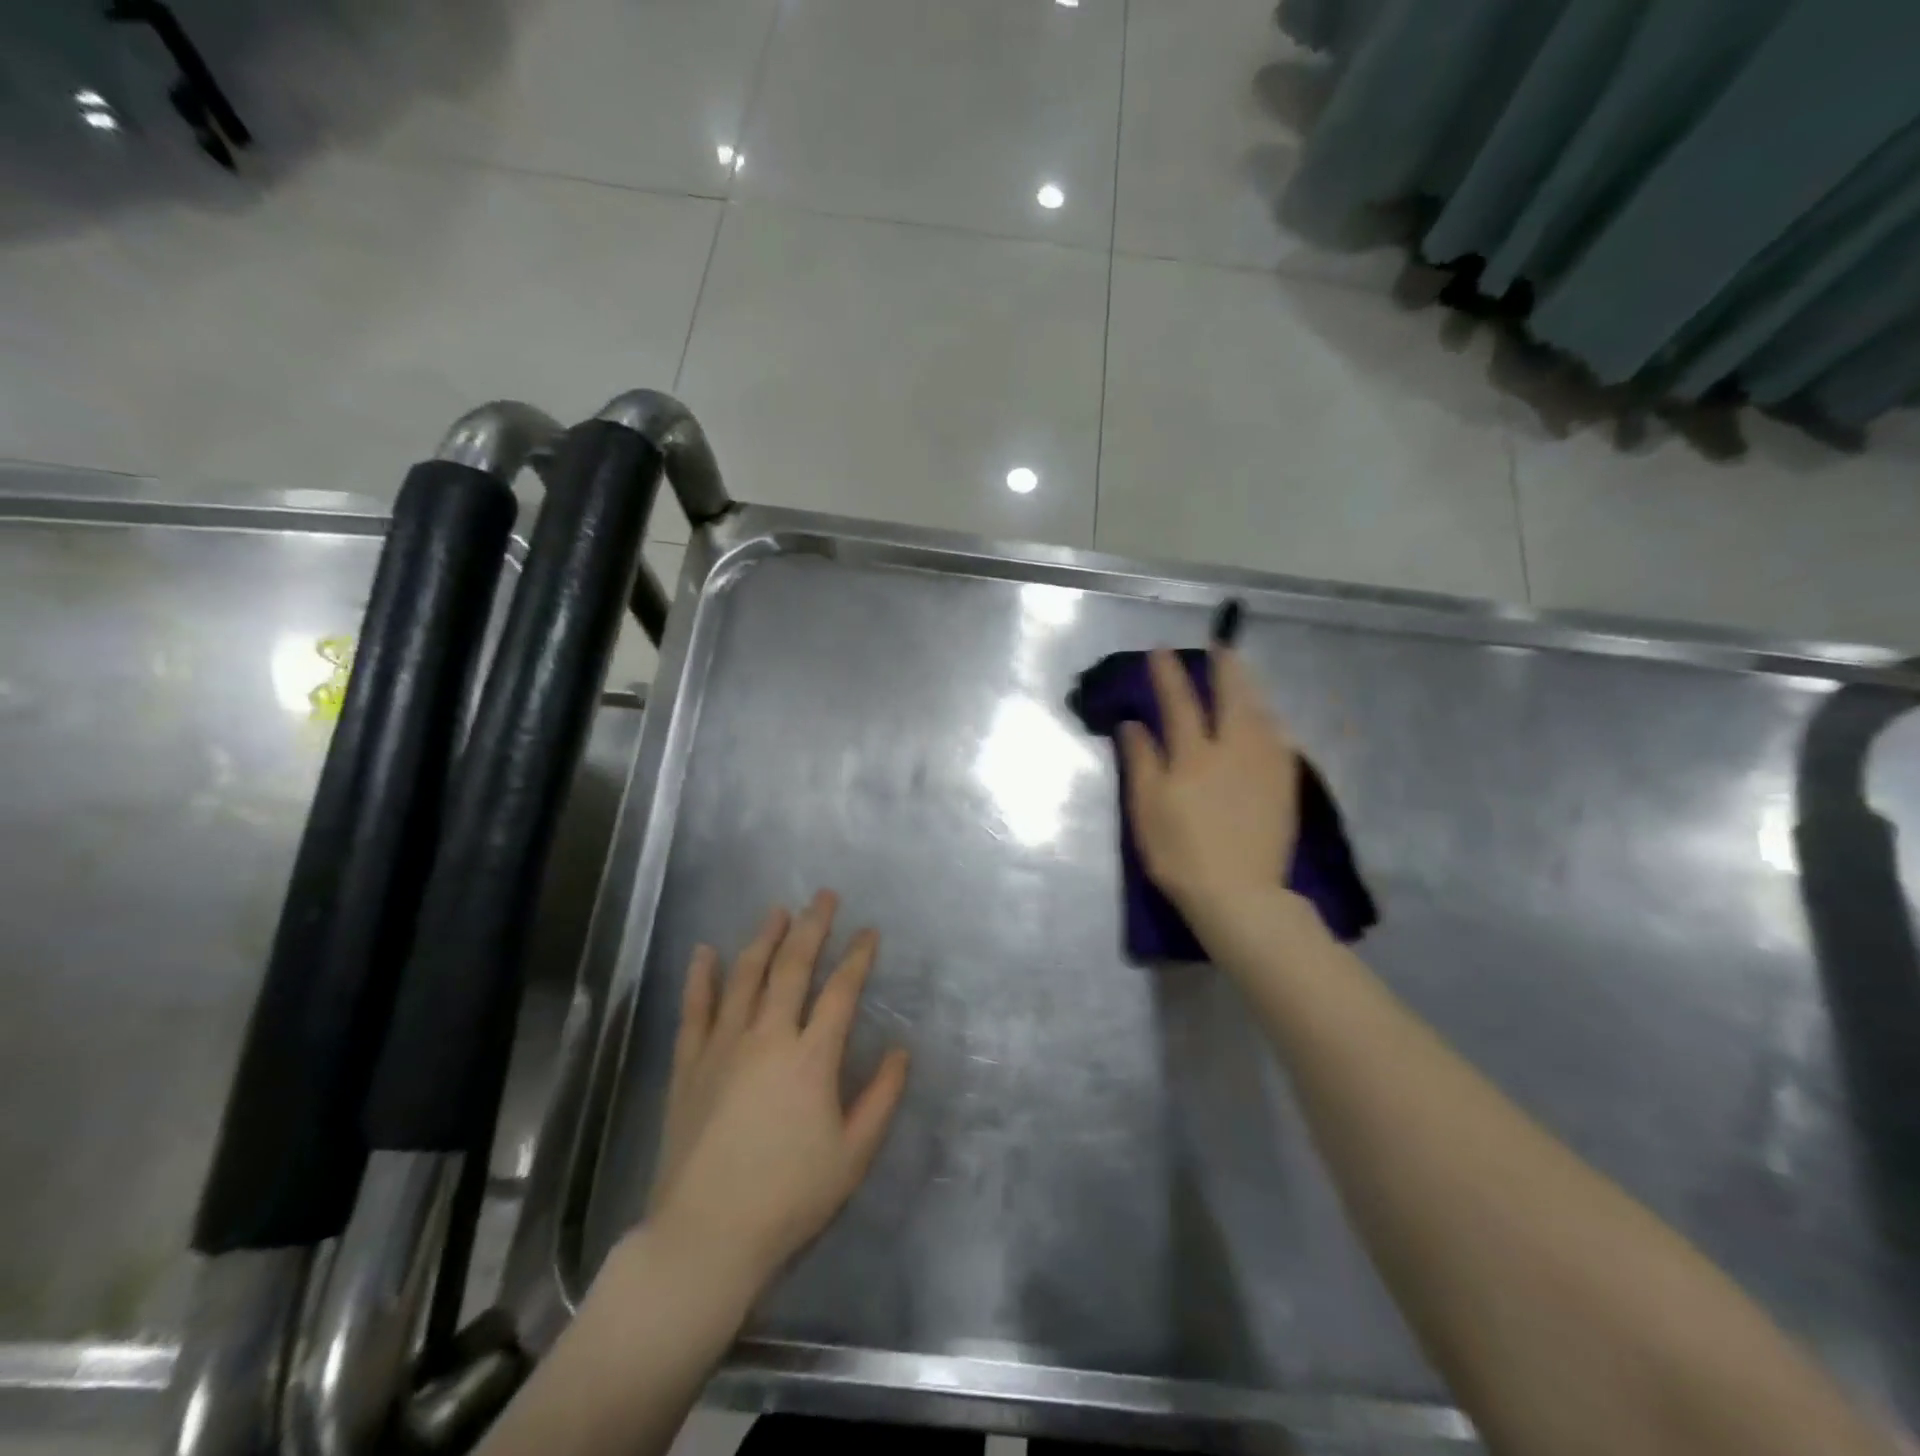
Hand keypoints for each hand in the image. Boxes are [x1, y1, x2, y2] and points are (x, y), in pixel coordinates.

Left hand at [646, 891, 910, 1291]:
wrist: (705, 1236)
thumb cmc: (788, 1198)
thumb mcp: (852, 1155)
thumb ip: (881, 1098)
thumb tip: (901, 1050)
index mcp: (811, 1058)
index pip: (841, 991)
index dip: (858, 957)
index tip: (869, 932)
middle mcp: (768, 1037)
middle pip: (792, 967)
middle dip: (812, 927)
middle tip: (823, 896)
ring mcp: (723, 1046)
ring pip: (745, 977)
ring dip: (764, 938)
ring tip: (778, 910)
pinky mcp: (689, 1064)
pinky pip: (695, 1009)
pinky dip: (701, 977)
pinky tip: (705, 951)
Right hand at [1121, 647, 1299, 921]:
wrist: (1240, 894)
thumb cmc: (1180, 855)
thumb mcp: (1146, 810)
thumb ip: (1140, 762)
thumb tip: (1132, 724)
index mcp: (1193, 756)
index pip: (1179, 703)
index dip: (1169, 674)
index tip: (1161, 650)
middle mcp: (1233, 750)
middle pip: (1232, 696)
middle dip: (1225, 667)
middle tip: (1221, 646)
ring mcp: (1265, 765)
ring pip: (1260, 712)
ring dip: (1250, 687)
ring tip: (1242, 674)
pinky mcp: (1285, 784)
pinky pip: (1278, 737)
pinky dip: (1267, 718)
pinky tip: (1265, 718)